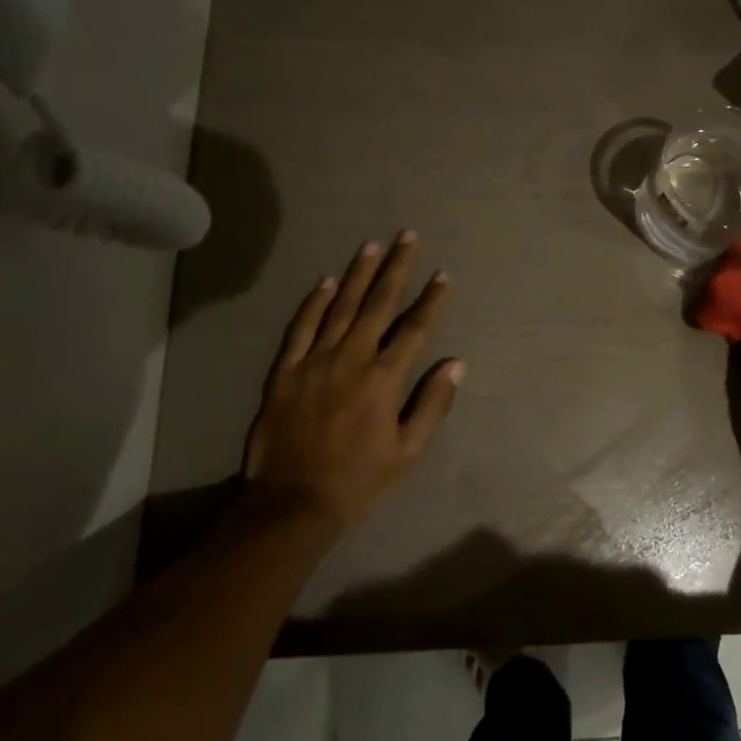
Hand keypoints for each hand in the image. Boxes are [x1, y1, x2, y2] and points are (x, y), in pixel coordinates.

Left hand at [246, 231, 462, 528]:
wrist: (293, 504)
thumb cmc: (359, 480)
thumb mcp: (407, 451)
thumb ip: (432, 404)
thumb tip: (456, 364)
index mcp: (383, 379)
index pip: (414, 329)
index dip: (431, 300)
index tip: (443, 274)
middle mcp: (351, 359)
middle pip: (378, 304)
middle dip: (396, 267)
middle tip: (407, 236)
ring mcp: (314, 362)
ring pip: (340, 307)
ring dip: (359, 274)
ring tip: (373, 245)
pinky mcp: (285, 372)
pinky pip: (300, 329)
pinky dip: (314, 303)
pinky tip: (326, 281)